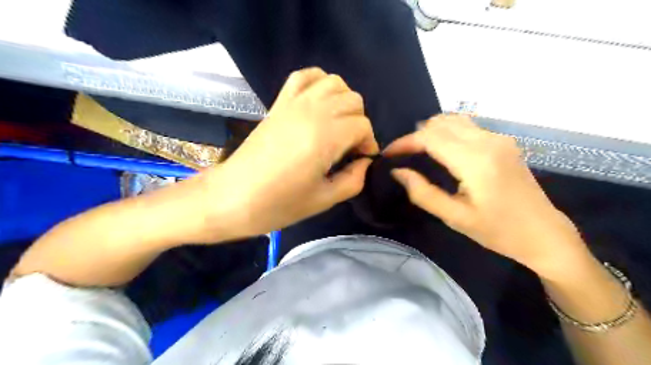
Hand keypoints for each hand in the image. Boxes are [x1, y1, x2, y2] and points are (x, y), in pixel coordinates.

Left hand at [194, 67, 375, 243]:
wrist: (232, 197)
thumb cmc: (278, 204)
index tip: (361, 161)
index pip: (363, 126)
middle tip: (350, 147)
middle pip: (353, 100)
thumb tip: (365, 163)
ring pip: (334, 82)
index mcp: (326, 137)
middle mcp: (313, 111)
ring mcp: (293, 103)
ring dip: (344, 101)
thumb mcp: (324, 200)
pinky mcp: (279, 103)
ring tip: (338, 125)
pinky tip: (319, 102)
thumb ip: (354, 179)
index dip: (368, 144)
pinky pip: (304, 76)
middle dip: (359, 123)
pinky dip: (318, 82)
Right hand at [383, 114, 592, 278]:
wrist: (544, 233)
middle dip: (415, 136)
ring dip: (431, 131)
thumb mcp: (455, 217)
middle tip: (403, 155)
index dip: (404, 142)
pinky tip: (442, 149)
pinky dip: (447, 131)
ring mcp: (499, 138)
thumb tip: (398, 172)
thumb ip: (422, 193)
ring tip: (418, 151)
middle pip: (440, 122)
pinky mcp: (504, 141)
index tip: (389, 154)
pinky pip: (467, 125)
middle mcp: (488, 141)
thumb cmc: (498, 231)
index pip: (429, 137)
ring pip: (454, 119)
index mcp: (475, 161)